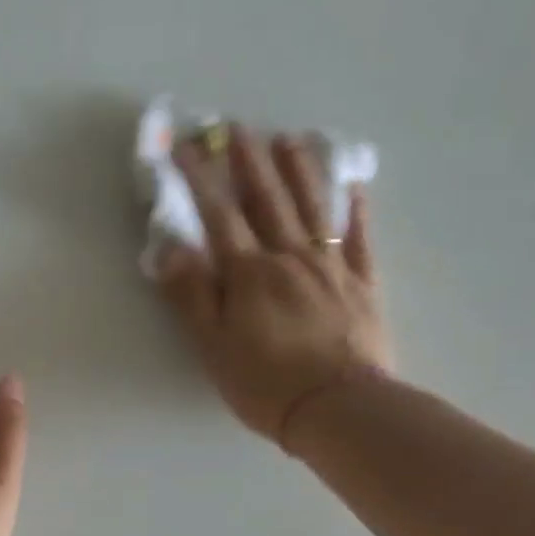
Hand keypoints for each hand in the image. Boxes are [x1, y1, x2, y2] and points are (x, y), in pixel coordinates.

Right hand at [158, 124, 390, 447]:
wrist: (338, 408)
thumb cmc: (265, 383)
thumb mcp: (212, 346)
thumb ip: (192, 295)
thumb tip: (171, 248)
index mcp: (249, 274)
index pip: (220, 216)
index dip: (202, 179)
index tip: (187, 147)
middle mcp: (290, 258)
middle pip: (268, 200)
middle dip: (250, 161)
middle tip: (238, 127)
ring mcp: (332, 267)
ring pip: (313, 207)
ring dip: (299, 170)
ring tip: (289, 138)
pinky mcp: (363, 284)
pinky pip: (360, 238)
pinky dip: (356, 209)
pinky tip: (352, 186)